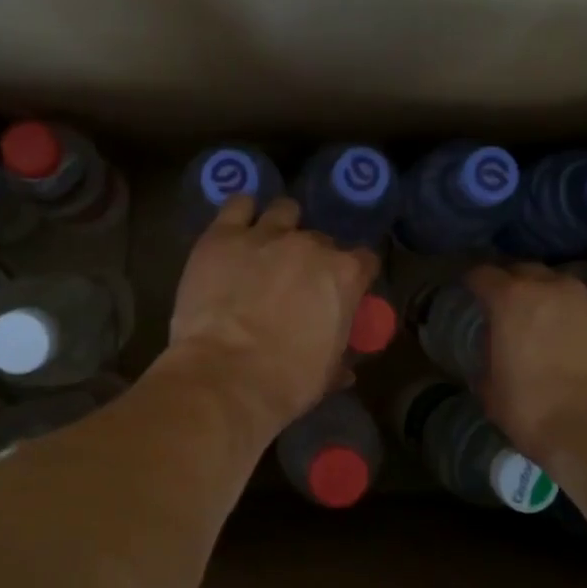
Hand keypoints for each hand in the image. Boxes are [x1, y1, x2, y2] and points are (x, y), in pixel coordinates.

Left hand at [165, 196, 378, 437]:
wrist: (225, 377)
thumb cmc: (286, 382)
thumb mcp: (325, 374)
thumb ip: (339, 358)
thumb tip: (345, 369)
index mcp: (344, 275)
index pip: (364, 260)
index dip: (354, 275)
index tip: (343, 290)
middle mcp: (310, 245)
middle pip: (320, 240)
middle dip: (311, 258)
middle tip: (295, 281)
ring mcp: (265, 235)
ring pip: (283, 211)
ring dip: (281, 226)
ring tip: (267, 247)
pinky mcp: (222, 236)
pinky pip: (238, 205)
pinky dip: (241, 213)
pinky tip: (238, 228)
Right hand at [465, 264, 586, 465]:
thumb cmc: (536, 411)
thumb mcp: (492, 392)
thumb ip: (488, 361)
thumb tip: (493, 358)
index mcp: (511, 299)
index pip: (483, 274)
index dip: (472, 282)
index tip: (467, 292)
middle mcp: (551, 288)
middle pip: (525, 271)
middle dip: (511, 283)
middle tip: (503, 305)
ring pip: (559, 286)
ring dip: (546, 298)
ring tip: (539, 321)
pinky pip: (584, 309)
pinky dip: (572, 318)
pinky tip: (570, 340)